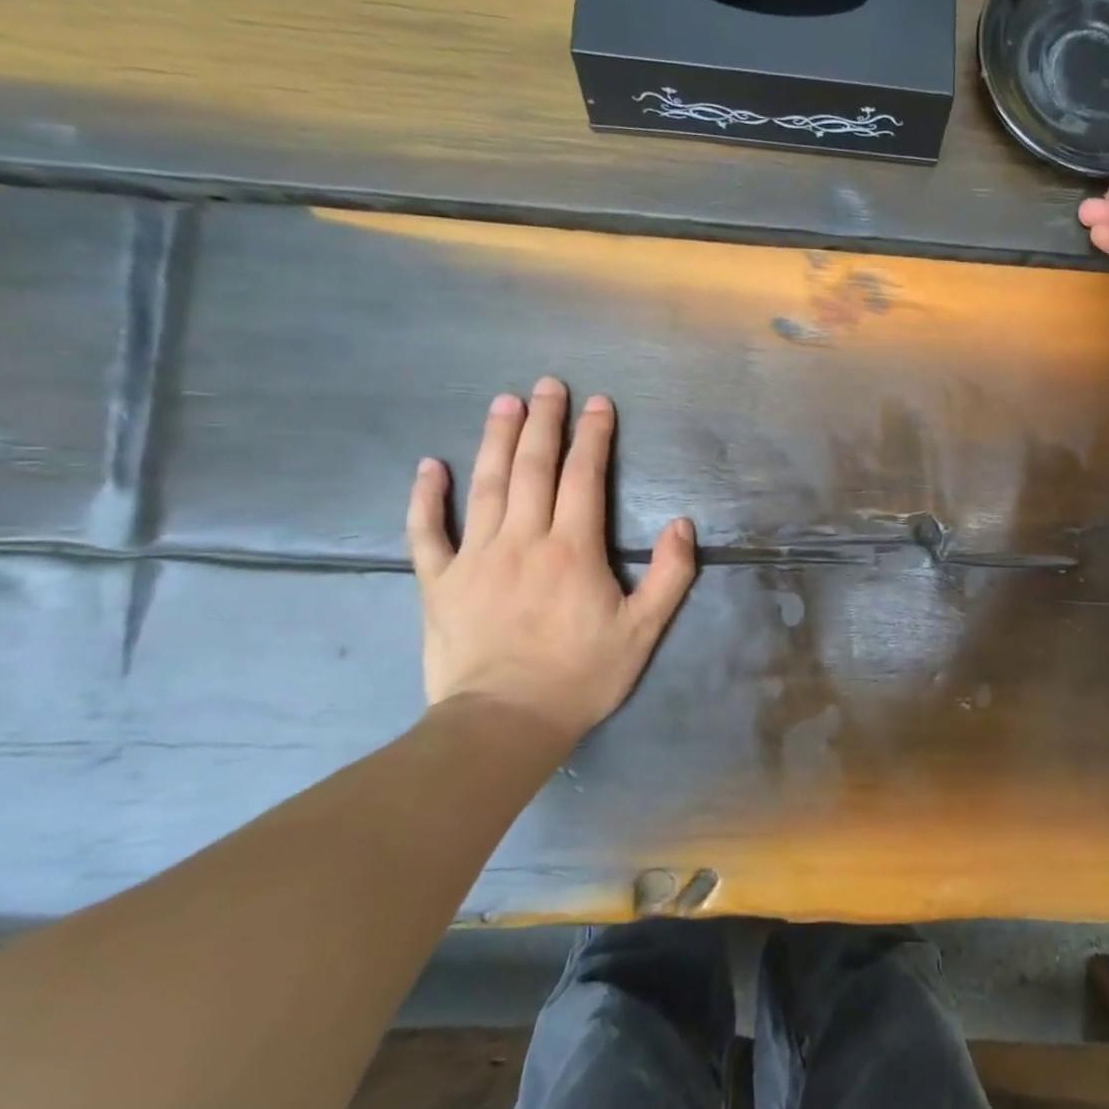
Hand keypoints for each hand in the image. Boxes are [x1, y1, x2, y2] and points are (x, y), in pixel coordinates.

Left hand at [405, 377, 696, 748]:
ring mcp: (475, 557)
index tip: (598, 403)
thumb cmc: (580, 676)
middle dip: (544, 422)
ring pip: (486, 486)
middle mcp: (522, 539)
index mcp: (573, 548)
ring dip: (496, 440)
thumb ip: (670, 575)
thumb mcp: (643, 630)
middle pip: (533, 467)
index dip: (593, 436)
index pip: (584, 476)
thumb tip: (682, 524)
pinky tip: (429, 466)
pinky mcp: (439, 582)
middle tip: (548, 385)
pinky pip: (427, 531)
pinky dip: (425, 497)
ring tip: (504, 403)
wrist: (503, 723)